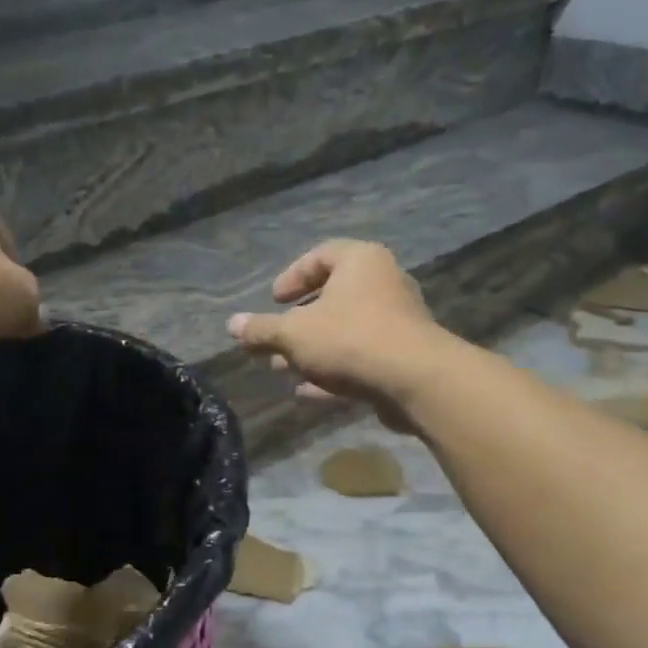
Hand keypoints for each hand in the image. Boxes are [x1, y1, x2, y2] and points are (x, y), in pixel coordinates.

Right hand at [227, 240, 440, 427]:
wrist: (415, 380)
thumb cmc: (350, 339)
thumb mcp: (293, 333)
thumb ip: (261, 330)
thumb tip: (232, 325)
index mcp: (360, 262)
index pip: (321, 255)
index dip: (292, 276)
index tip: (273, 301)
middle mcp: (383, 284)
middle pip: (332, 298)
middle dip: (297, 324)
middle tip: (272, 342)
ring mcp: (396, 322)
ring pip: (344, 332)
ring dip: (311, 351)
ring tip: (282, 370)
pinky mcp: (402, 357)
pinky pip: (360, 358)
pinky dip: (333, 372)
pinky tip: (307, 392)